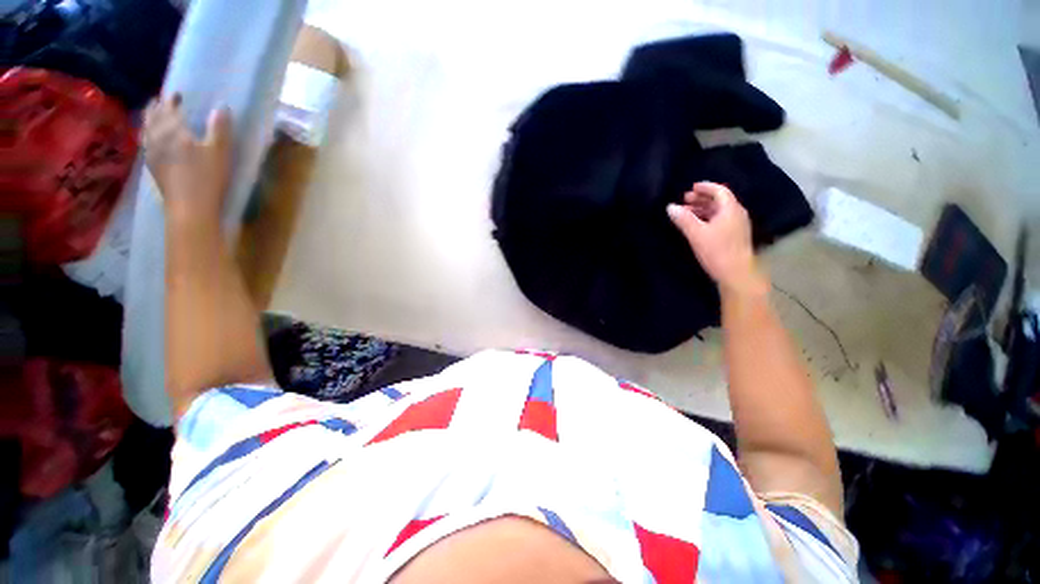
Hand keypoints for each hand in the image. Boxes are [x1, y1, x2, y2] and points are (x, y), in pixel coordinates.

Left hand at [143, 94, 230, 222]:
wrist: (189, 207)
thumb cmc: (207, 178)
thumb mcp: (220, 153)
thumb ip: (220, 129)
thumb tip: (222, 107)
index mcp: (174, 131)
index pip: (169, 108)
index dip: (171, 99)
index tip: (177, 93)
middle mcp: (158, 137)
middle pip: (153, 117)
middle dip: (157, 107)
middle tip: (162, 101)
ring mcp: (152, 153)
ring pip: (146, 129)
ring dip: (149, 119)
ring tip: (153, 115)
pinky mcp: (152, 166)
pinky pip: (145, 143)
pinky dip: (147, 135)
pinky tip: (150, 138)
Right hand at [667, 182, 765, 295]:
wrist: (736, 274)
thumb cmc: (717, 251)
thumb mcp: (696, 234)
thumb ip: (683, 219)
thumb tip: (670, 207)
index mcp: (730, 209)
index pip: (719, 191)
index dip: (705, 187)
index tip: (691, 187)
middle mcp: (737, 214)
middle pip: (719, 201)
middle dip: (702, 199)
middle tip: (685, 200)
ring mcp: (737, 226)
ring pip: (719, 212)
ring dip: (703, 210)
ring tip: (687, 213)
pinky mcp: (734, 236)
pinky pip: (720, 220)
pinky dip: (707, 219)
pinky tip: (696, 225)